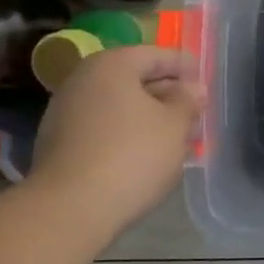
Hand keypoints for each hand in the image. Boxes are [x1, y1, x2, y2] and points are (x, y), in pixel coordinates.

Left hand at [30, 45, 201, 231]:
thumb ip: (187, 101)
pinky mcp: (59, 143)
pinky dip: (127, 133)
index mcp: (111, 65)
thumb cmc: (131, 156)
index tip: (204, 78)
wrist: (70, 209)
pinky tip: (145, 154)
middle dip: (166, 93)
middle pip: (133, 79)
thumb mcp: (174, 126)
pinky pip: (103, 128)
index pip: (155, 55)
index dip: (183, 65)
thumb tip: (193, 88)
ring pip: (118, 106)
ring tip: (175, 136)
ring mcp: (65, 112)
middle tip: (194, 110)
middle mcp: (83, 80)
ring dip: (147, 116)